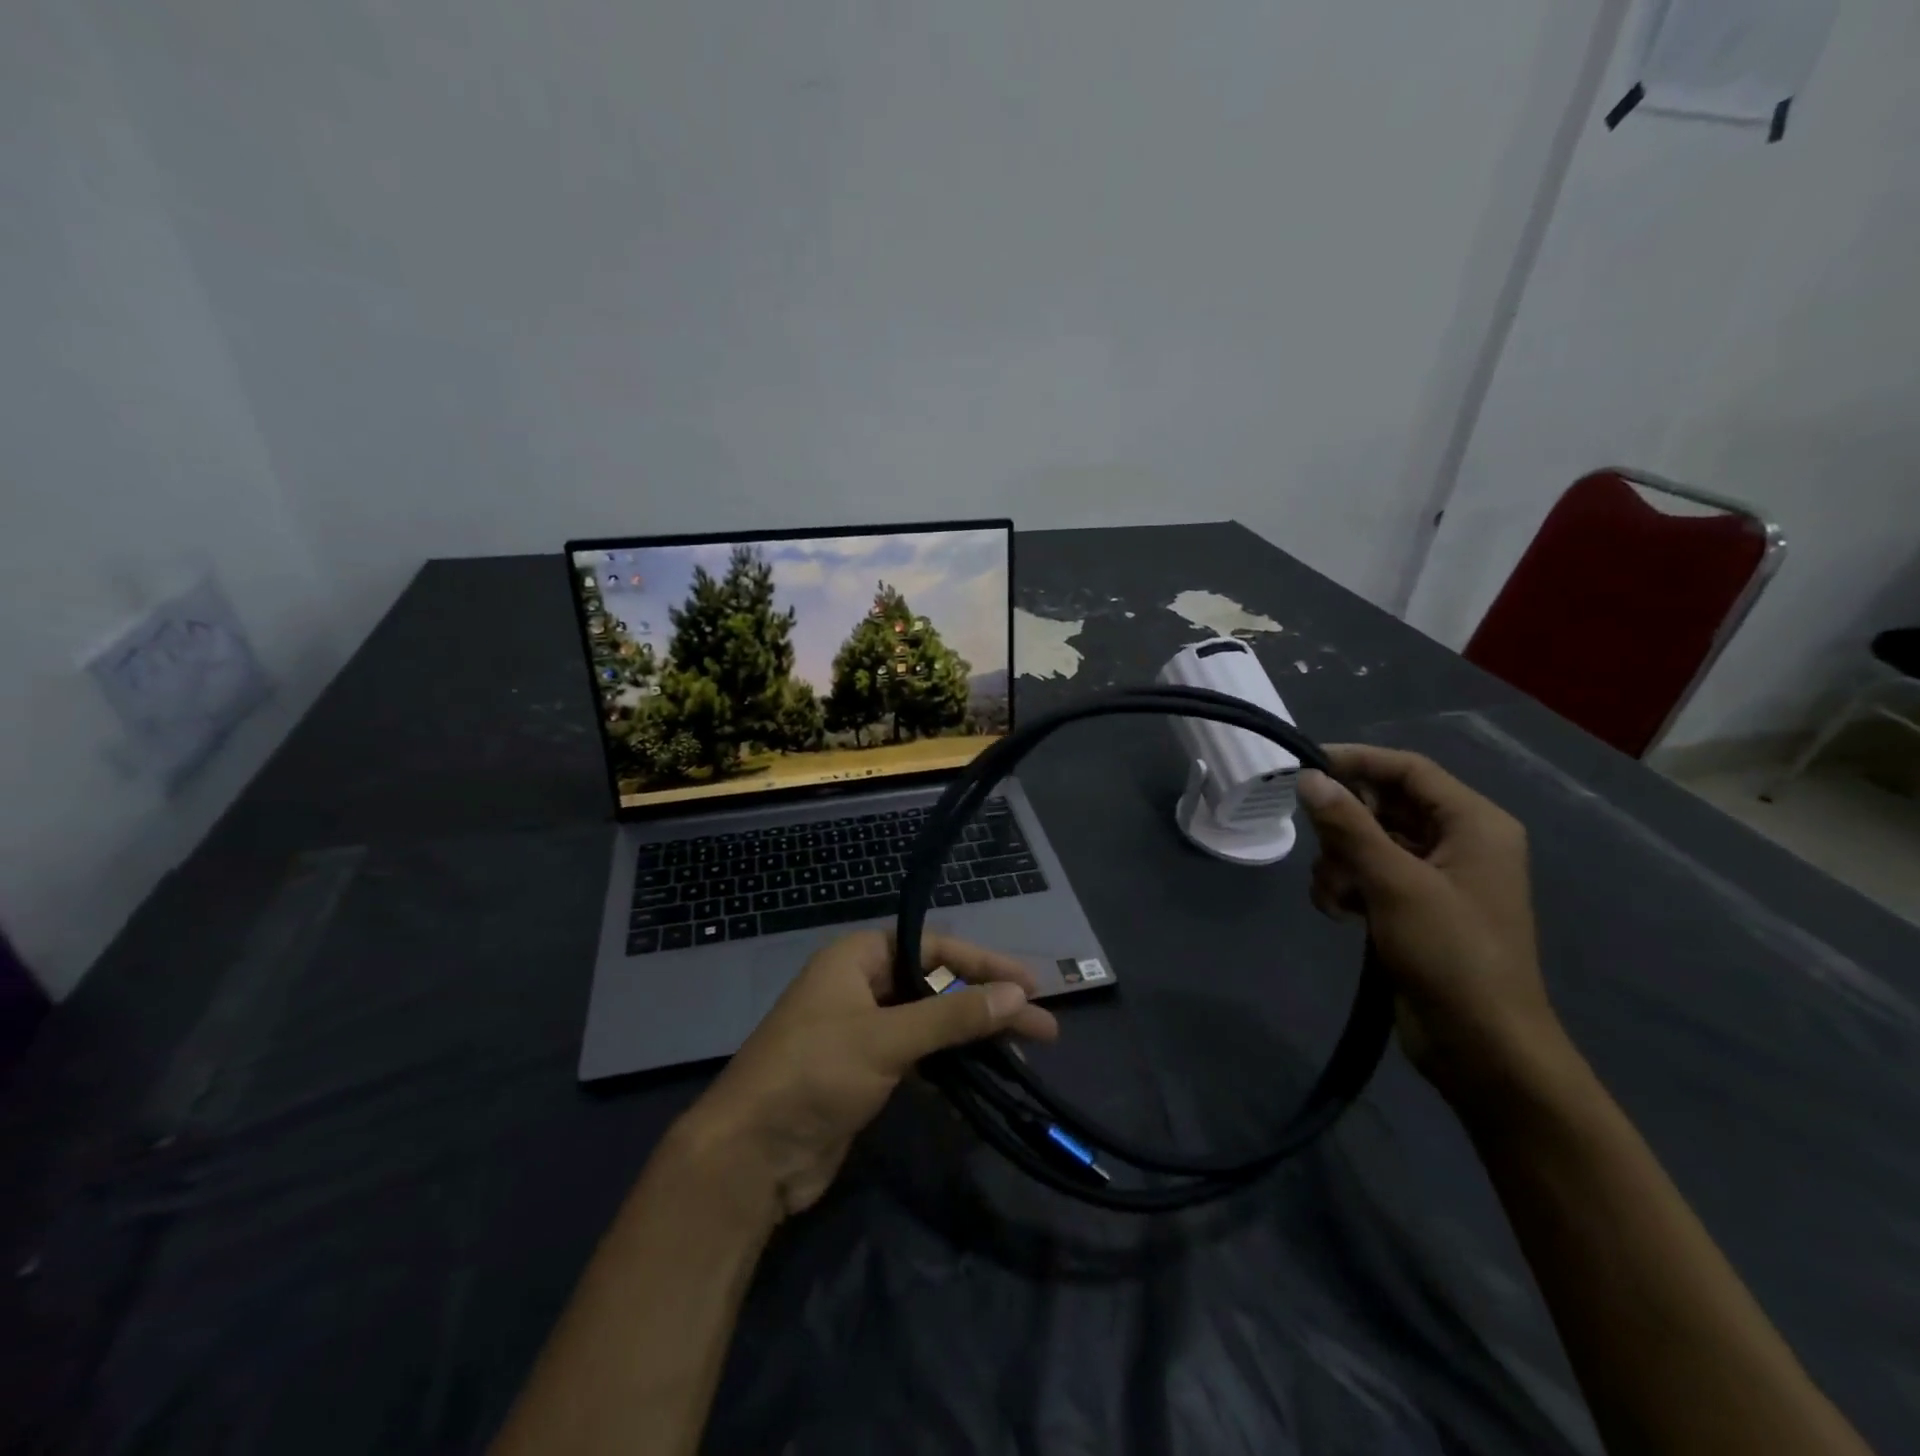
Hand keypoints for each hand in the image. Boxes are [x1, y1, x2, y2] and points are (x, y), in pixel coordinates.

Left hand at [671, 930, 1058, 1221]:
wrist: (749, 1158)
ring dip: (973, 1037)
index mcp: (857, 958)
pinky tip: (983, 1078)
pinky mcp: (865, 1073)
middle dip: (986, 1004)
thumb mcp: (887, 1039)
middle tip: (1041, 1027)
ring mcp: (863, 1031)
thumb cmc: (814, 1075)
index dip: (984, 964)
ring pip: (931, 1023)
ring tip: (1023, 1054)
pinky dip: (949, 1065)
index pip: (934, 948)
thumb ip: (953, 1017)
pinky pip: (918, 1057)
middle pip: (937, 985)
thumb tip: (1018, 994)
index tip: (1030, 985)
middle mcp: (861, 986)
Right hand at [1297, 745, 1563, 1106]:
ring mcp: (1435, 877)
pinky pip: (1368, 875)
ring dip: (1339, 864)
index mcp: (1474, 824)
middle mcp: (1458, 842)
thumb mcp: (1395, 882)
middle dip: (1345, 828)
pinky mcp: (1414, 908)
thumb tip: (1309, 778)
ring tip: (1336, 897)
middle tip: (1324, 851)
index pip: (1409, 770)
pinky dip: (1346, 888)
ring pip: (1367, 842)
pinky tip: (1339, 915)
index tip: (1304, 767)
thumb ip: (1349, 825)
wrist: (1481, 1045)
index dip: (1357, 761)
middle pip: (1383, 805)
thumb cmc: (1450, 953)